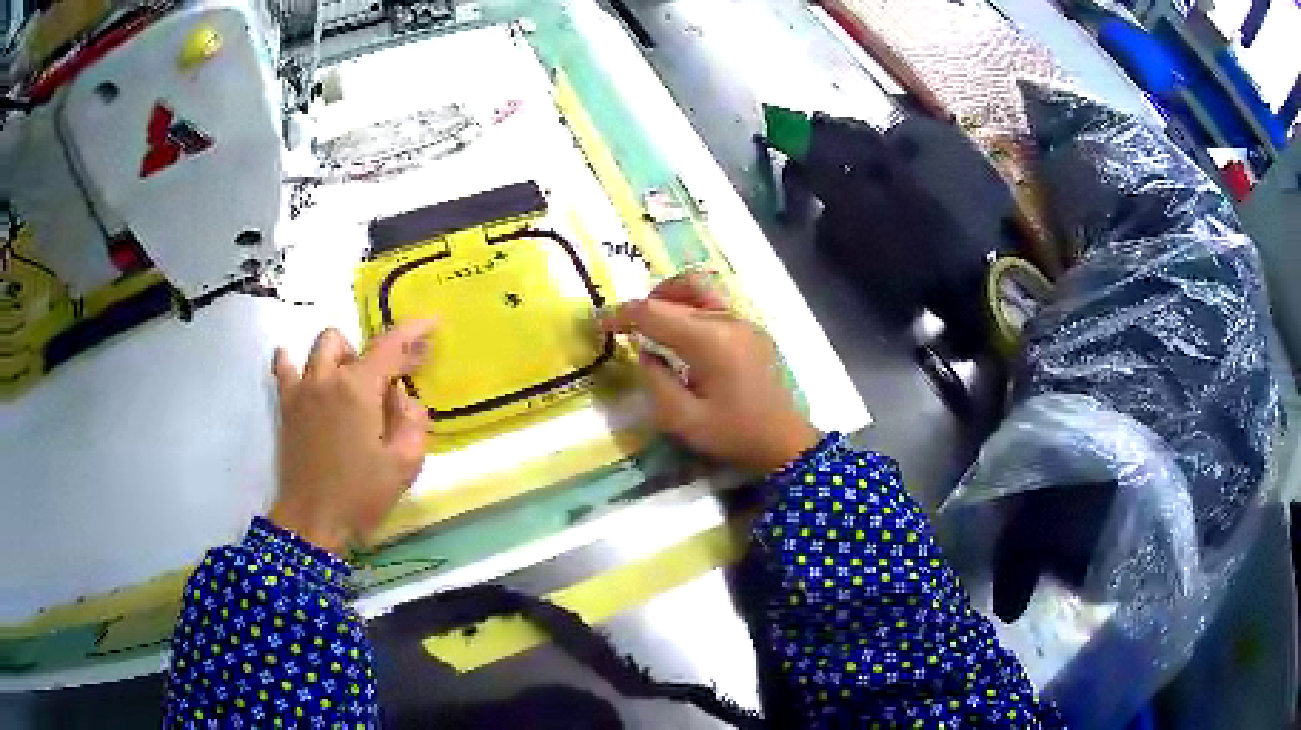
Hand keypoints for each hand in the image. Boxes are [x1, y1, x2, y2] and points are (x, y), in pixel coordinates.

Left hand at [268, 322, 432, 554]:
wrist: (312, 521)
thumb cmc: (361, 495)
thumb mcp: (405, 463)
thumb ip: (413, 420)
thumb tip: (402, 396)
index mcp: (358, 388)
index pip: (389, 345)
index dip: (413, 331)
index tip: (432, 323)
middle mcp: (327, 378)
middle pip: (350, 342)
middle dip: (373, 353)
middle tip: (387, 381)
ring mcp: (302, 390)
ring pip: (320, 347)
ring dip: (340, 355)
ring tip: (351, 383)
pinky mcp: (286, 407)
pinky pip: (284, 369)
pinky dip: (293, 362)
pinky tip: (302, 370)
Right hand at [601, 273, 818, 472]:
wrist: (784, 441)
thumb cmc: (734, 434)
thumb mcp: (682, 420)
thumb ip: (655, 380)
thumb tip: (645, 352)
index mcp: (710, 340)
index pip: (654, 312)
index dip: (621, 315)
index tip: (599, 325)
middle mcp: (728, 320)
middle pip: (679, 289)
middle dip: (647, 302)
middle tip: (628, 326)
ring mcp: (745, 321)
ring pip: (701, 288)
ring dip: (671, 296)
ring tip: (654, 322)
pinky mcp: (753, 329)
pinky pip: (716, 303)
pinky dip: (691, 306)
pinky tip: (684, 335)